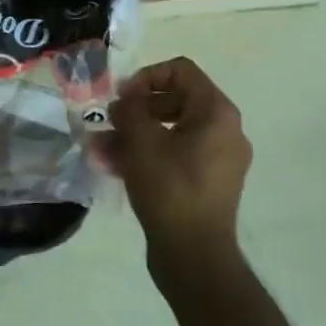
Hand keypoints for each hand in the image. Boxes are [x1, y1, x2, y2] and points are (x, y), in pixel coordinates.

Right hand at [108, 56, 252, 275]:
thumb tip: (125, 103)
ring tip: (100, 148)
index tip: (122, 97)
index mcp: (216, 112)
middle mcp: (224, 130)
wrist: (194, 255)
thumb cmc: (170, 188)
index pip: (181, 70)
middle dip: (136, 109)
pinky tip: (113, 166)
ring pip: (171, 131)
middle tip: (109, 121)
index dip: (146, 76)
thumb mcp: (142, 141)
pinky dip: (147, 155)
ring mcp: (218, 159)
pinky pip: (175, 155)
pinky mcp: (207, 183)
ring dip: (134, 134)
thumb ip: (131, 110)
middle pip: (175, 100)